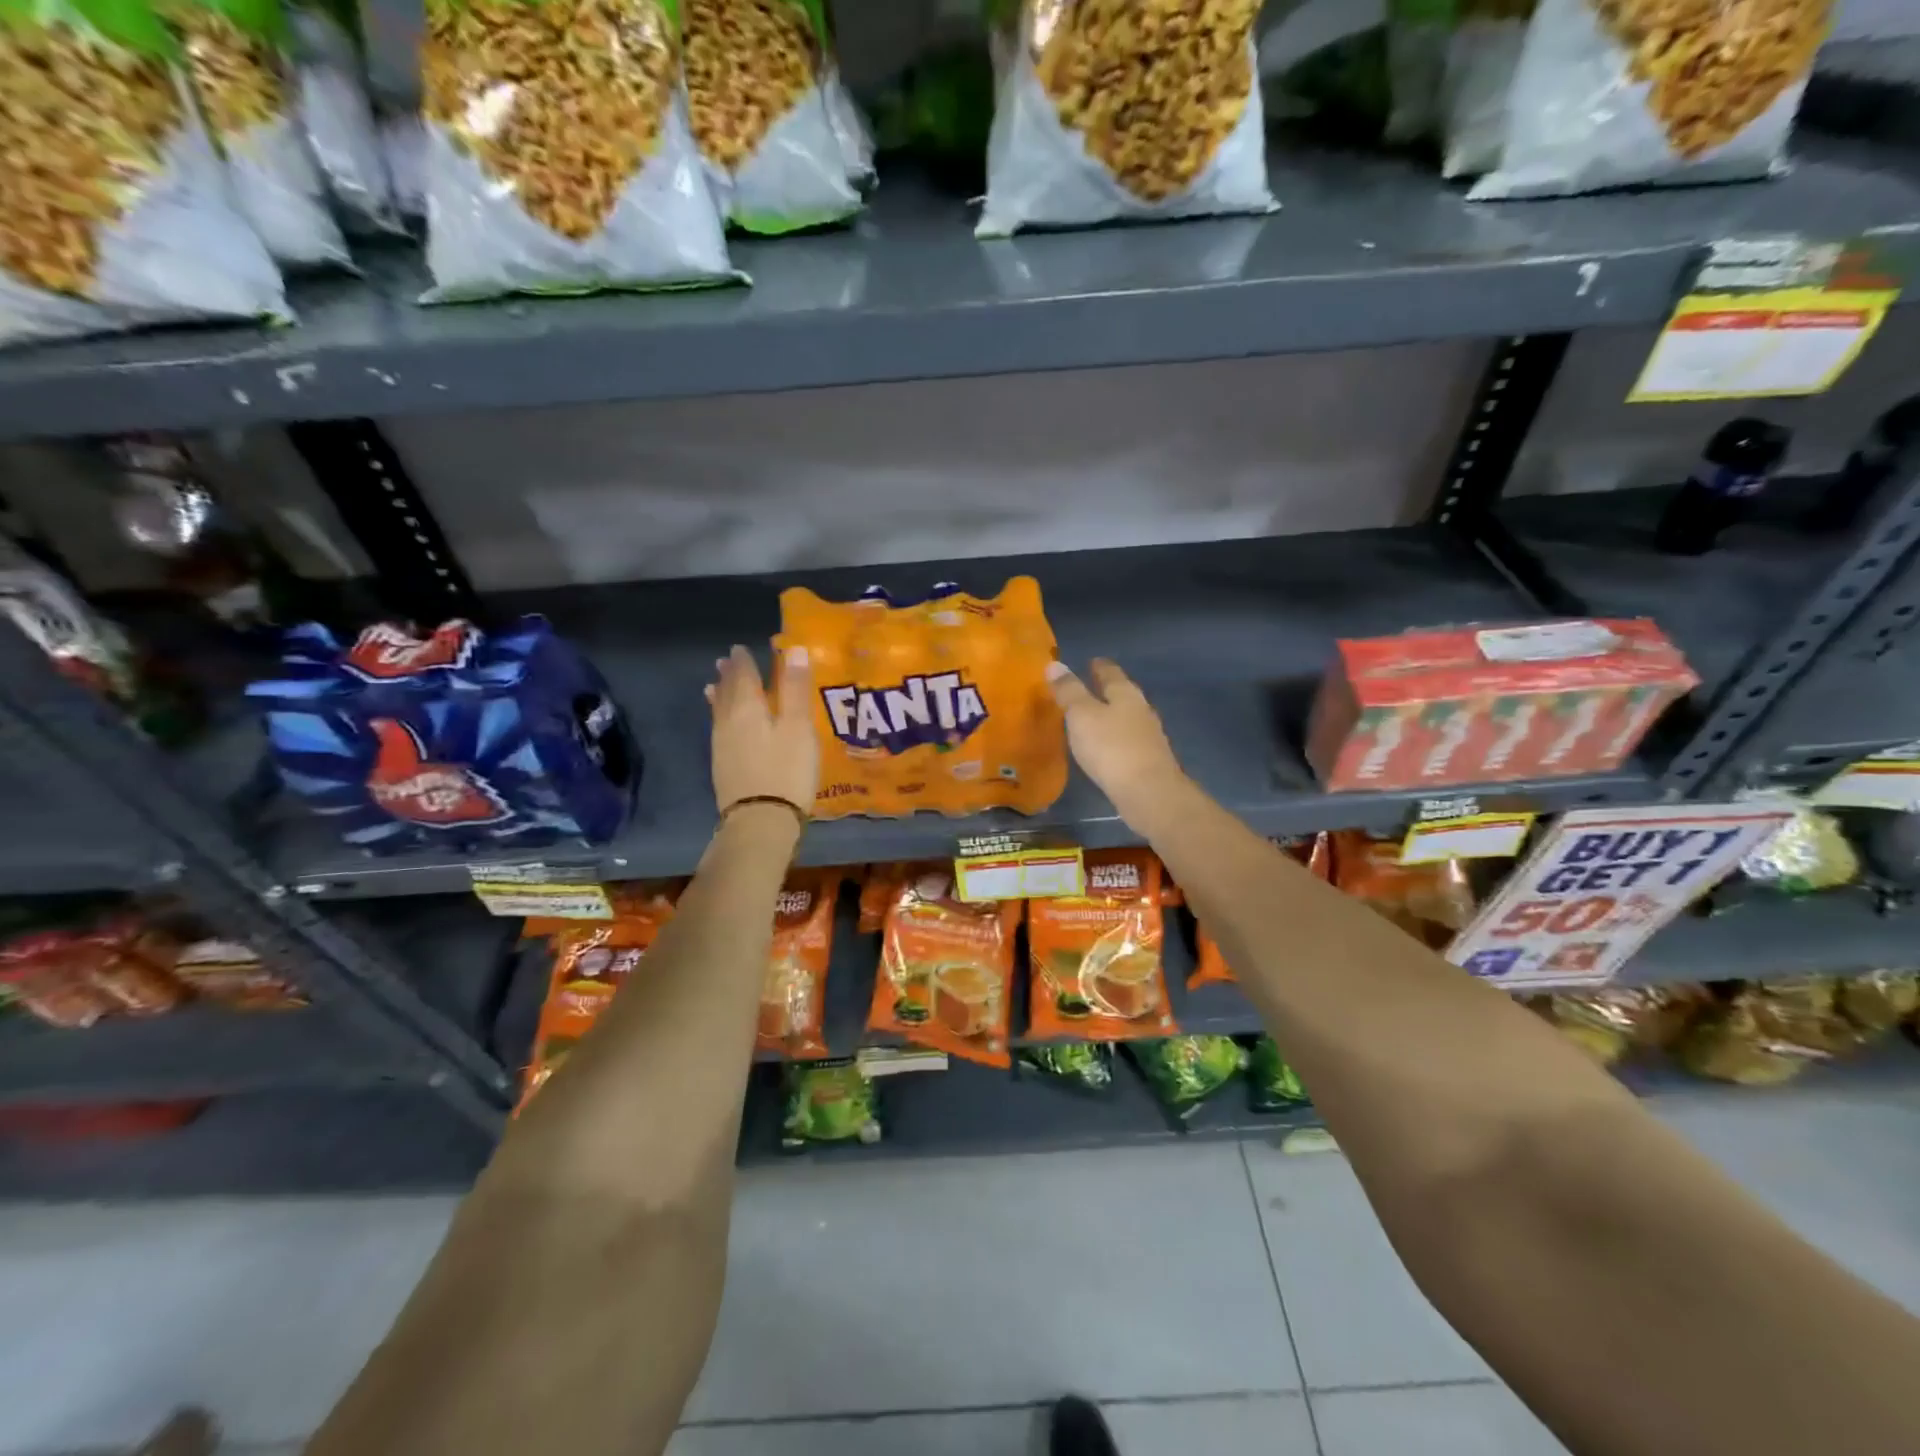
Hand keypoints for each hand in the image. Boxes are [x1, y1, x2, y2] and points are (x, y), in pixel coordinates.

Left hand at [707, 644, 817, 818]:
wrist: (760, 821)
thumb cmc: (786, 771)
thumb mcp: (799, 728)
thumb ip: (795, 689)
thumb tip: (794, 649)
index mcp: (748, 708)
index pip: (744, 676)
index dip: (744, 661)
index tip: (741, 648)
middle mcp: (729, 722)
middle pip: (728, 692)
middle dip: (729, 675)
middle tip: (726, 660)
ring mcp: (722, 746)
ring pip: (719, 711)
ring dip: (720, 695)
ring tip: (715, 685)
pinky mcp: (723, 767)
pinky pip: (719, 729)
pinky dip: (720, 717)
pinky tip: (722, 724)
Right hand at [1045, 658, 1187, 828]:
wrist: (1148, 793)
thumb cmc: (1111, 747)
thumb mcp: (1081, 715)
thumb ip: (1068, 691)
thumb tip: (1055, 665)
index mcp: (1125, 694)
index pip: (1111, 672)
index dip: (1099, 666)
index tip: (1091, 661)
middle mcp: (1141, 710)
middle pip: (1122, 694)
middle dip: (1106, 690)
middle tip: (1087, 688)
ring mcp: (1148, 736)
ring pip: (1126, 718)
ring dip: (1110, 716)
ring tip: (1092, 718)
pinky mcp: (1148, 761)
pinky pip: (1127, 741)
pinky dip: (1114, 739)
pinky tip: (1104, 748)